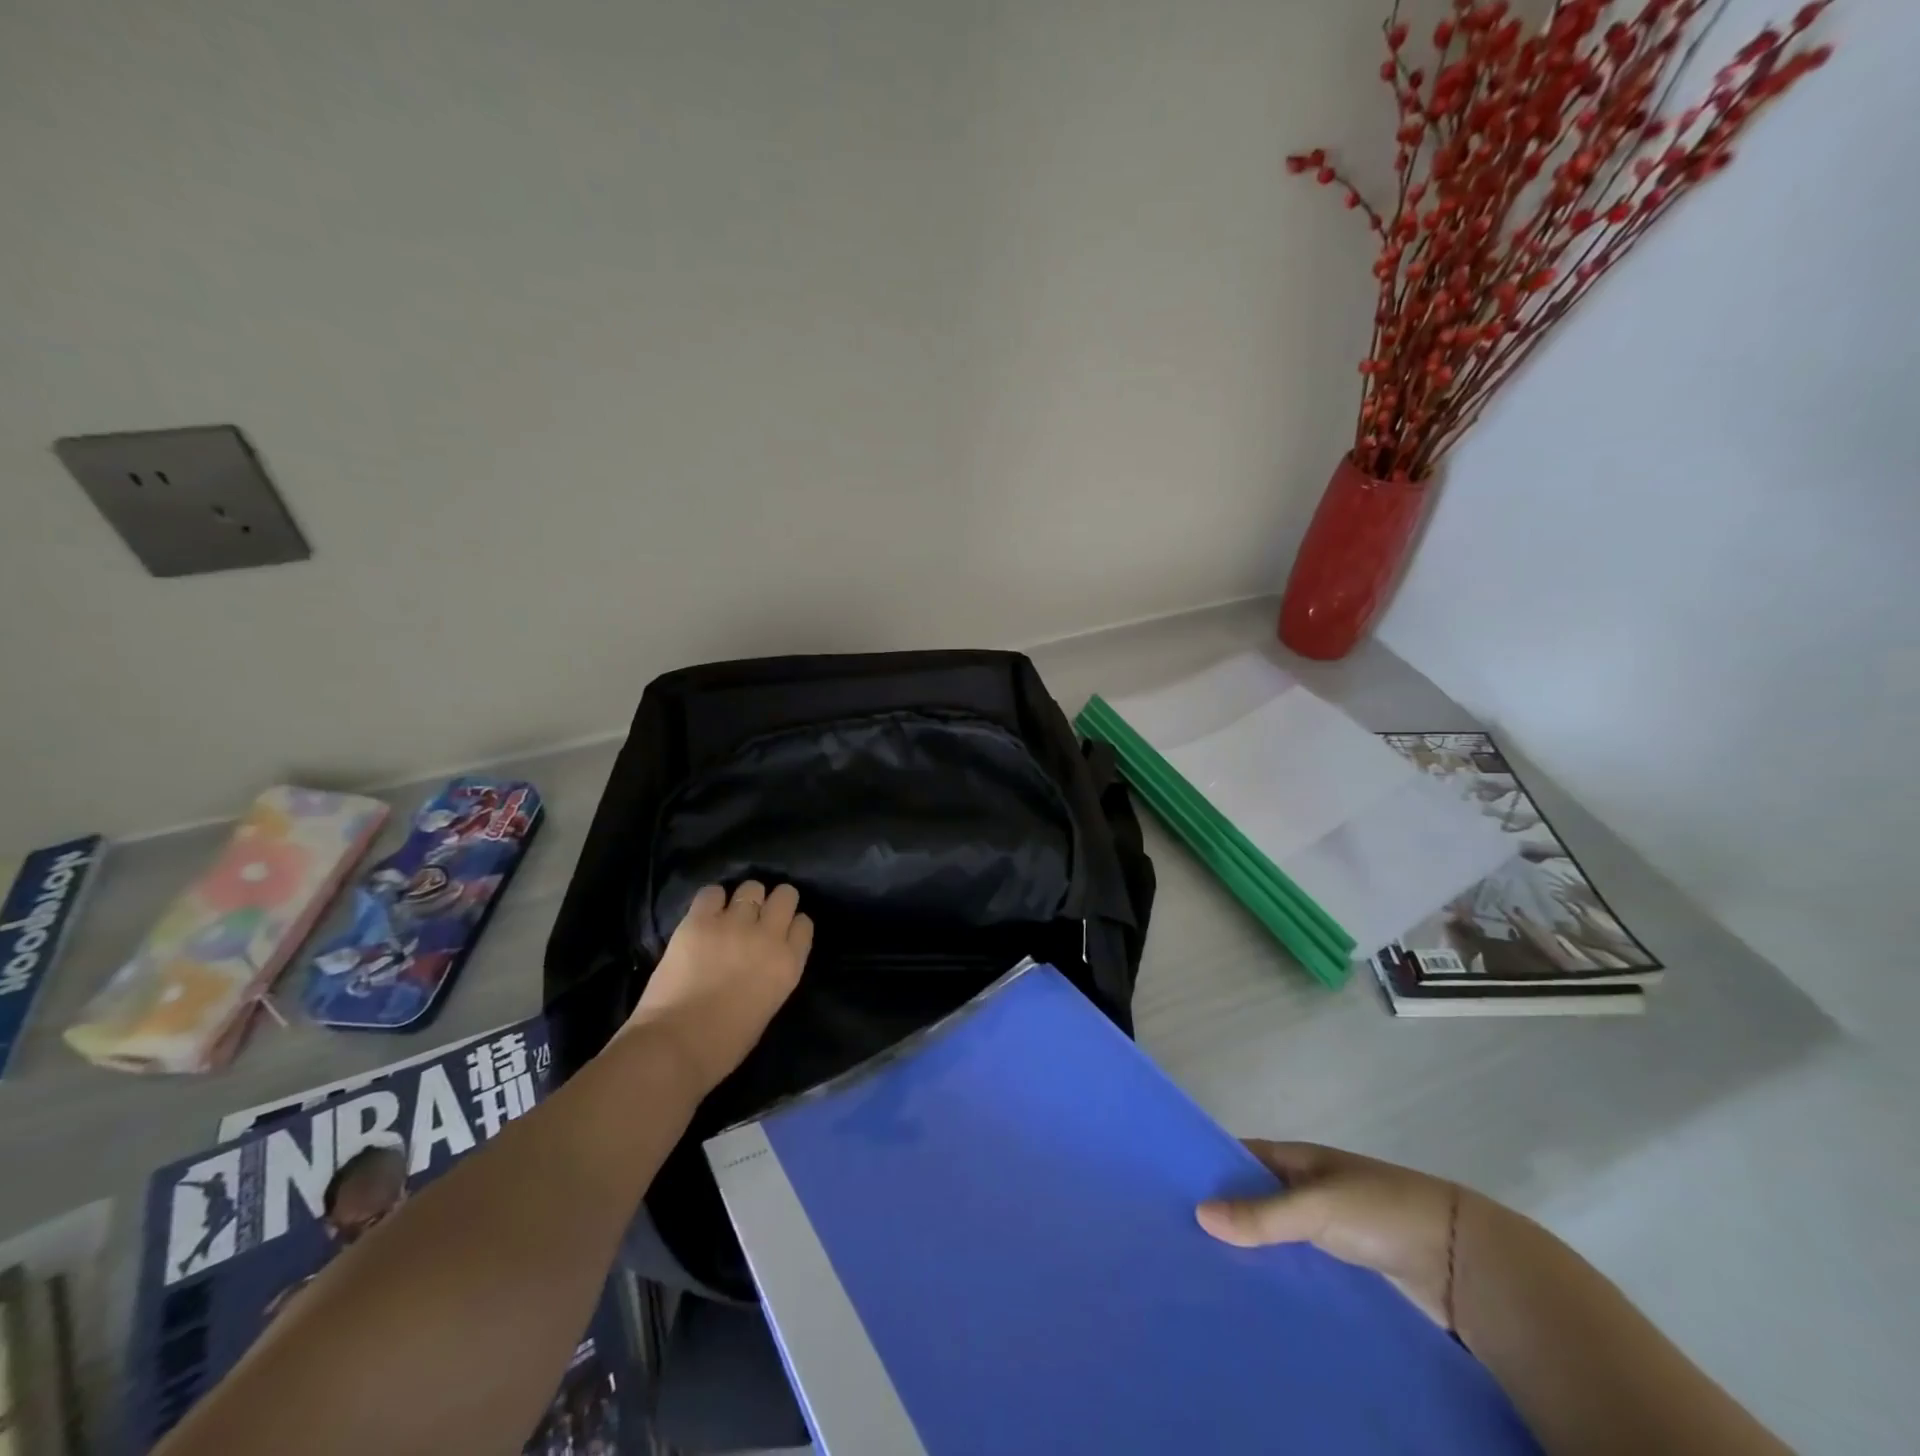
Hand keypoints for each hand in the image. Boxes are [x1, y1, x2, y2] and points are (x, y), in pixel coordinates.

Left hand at [621, 882, 813, 1094]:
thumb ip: (772, 975)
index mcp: (788, 964)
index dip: (791, 925)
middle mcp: (768, 936)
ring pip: (751, 888)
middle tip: (758, 917)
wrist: (676, 1045)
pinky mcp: (699, 921)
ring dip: (743, 899)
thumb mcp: (767, 1007)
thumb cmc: (724, 1045)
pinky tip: (704, 916)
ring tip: (729, 914)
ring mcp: (734, 924)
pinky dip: (710, 901)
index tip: (780, 933)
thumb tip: (761, 962)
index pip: (803, 924)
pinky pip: (712, 892)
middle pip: (785, 895)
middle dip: (774, 902)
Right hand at [1196, 1141, 1462, 1330]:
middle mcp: (1306, 1187)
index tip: (1168, 1189)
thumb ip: (1262, 1214)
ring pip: (1274, 1233)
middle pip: (1254, 1196)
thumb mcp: (1317, 1207)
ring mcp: (1325, 1226)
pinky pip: (1297, 1262)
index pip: (1240, 1156)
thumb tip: (1199, 1214)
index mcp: (1296, 1158)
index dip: (1207, 1167)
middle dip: (1222, 1213)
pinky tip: (1253, 1294)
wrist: (1460, 1259)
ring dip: (1249, 1248)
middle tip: (1177, 1239)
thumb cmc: (1381, 1211)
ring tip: (1204, 1272)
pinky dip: (1277, 1272)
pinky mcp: (1343, 1264)